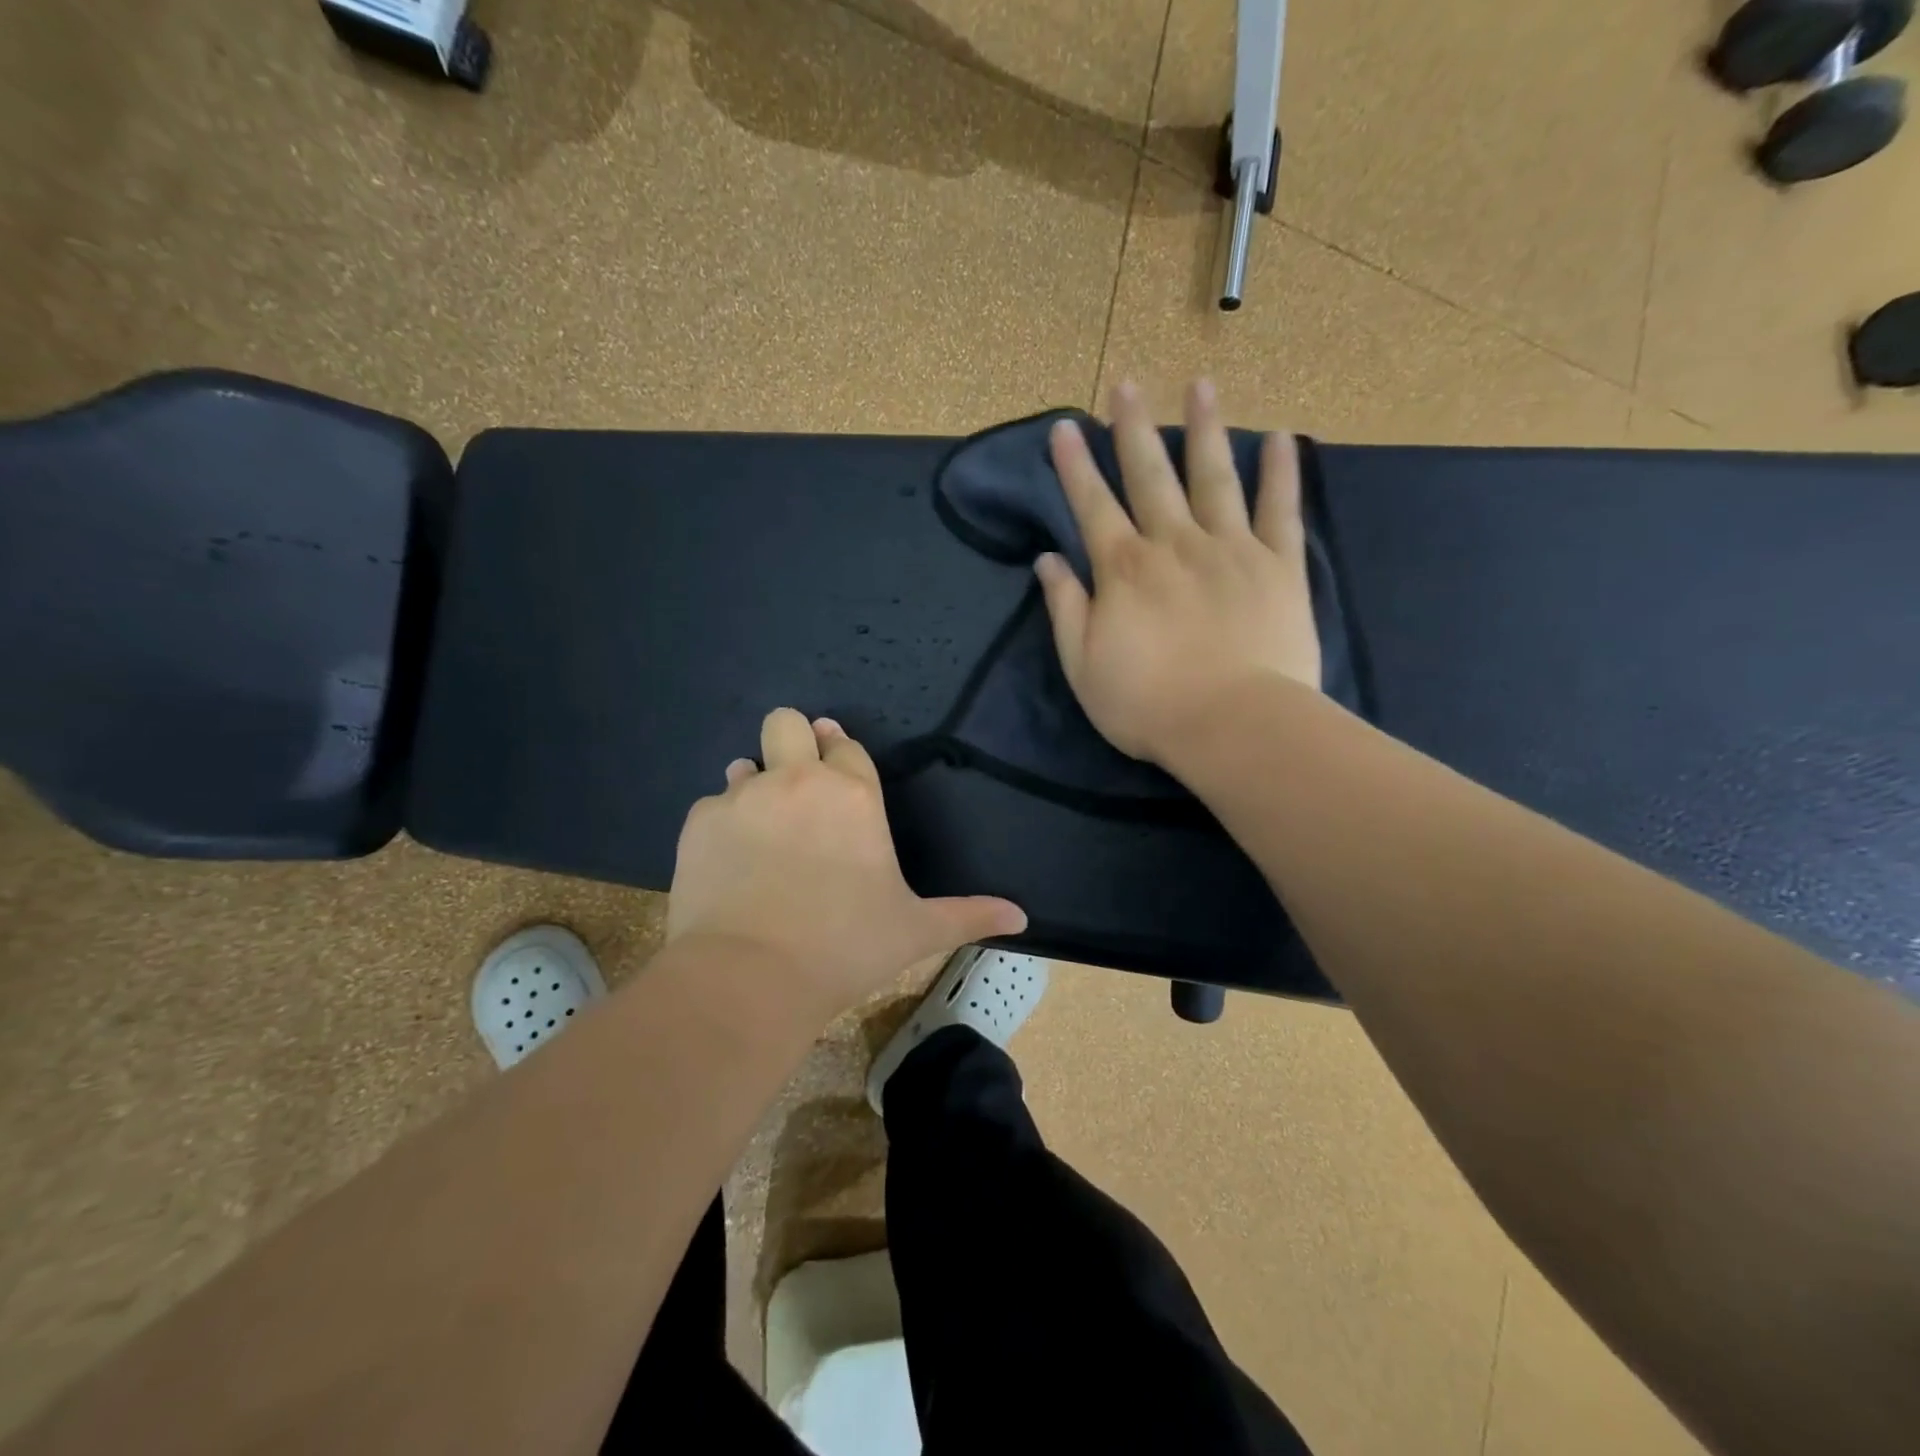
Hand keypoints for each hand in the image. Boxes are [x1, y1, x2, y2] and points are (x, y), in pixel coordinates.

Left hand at [667, 708, 1026, 1021]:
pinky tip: (729, 863)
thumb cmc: (844, 947)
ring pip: (746, 763)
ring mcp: (743, 796)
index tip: (838, 773)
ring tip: (762, 831)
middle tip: (797, 784)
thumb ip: (968, 915)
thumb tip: (1021, 917)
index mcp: (853, 794)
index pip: (846, 744)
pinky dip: (722, 825)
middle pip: (787, 721)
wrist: (749, 977)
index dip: (841, 755)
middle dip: (792, 740)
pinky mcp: (699, 822)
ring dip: (755, 784)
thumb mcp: (915, 931)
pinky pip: (712, 805)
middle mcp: (797, 779)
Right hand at [1034, 379, 1321, 765]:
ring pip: (1214, 477)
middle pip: (1150, 476)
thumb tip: (1047, 561)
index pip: (1092, 506)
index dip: (1075, 466)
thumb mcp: (1083, 666)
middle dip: (1132, 429)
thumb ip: (1066, 608)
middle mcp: (1174, 544)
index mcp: (1124, 570)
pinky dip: (1280, 472)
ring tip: (1199, 385)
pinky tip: (1279, 437)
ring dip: (1203, 429)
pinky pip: (1281, 509)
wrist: (1232, 725)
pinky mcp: (1278, 566)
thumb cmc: (1147, 704)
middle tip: (1124, 385)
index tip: (1065, 427)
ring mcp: (1231, 549)